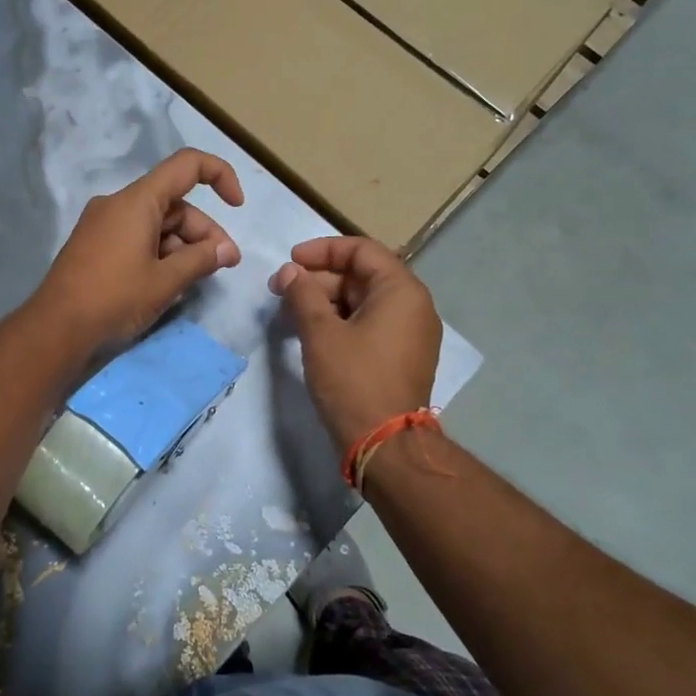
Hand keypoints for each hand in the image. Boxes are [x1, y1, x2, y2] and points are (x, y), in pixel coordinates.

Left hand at [33, 148, 244, 354]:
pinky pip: (137, 236)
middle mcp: (118, 204)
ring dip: (183, 245)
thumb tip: (227, 251)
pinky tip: (168, 282)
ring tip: (197, 279)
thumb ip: (202, 260)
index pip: (187, 166)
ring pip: (156, 223)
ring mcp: (103, 224)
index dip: (219, 176)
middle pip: (174, 203)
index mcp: (137, 201)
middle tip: (224, 264)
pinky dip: (159, 252)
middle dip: (203, 230)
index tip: (238, 205)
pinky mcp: (94, 244)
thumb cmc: (114, 298)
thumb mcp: (166, 281)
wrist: (56, 328)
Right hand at [271, 236, 440, 453]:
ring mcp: (411, 333)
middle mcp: (414, 306)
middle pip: (362, 275)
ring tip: (292, 313)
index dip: (322, 250)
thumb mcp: (320, 333)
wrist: (385, 445)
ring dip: (327, 300)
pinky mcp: (402, 356)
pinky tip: (313, 333)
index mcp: (402, 291)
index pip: (361, 250)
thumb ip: (302, 294)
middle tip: (282, 291)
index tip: (290, 262)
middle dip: (319, 278)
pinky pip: (370, 323)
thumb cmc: (353, 380)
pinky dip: (341, 321)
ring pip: (364, 301)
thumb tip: (288, 273)